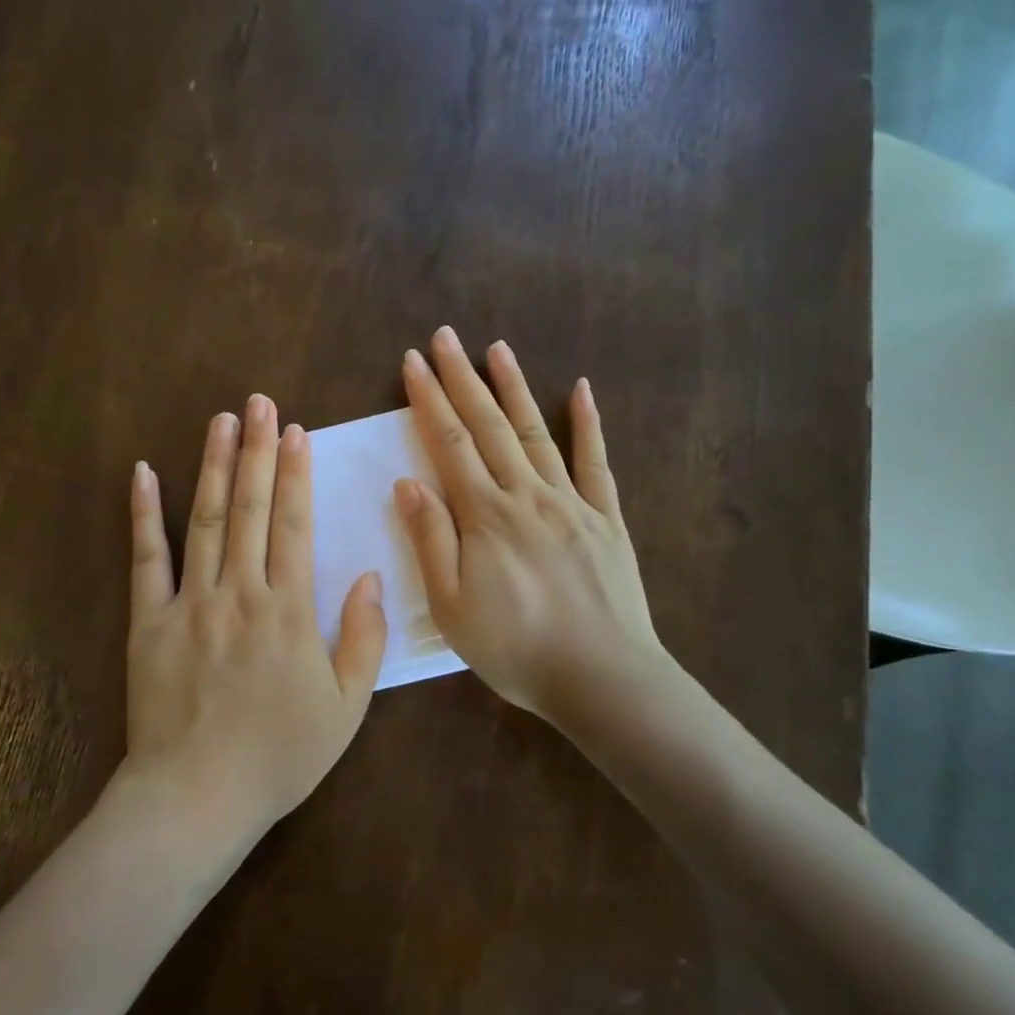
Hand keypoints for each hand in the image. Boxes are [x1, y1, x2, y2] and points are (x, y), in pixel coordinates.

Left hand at [125, 394, 388, 835]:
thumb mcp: (345, 708)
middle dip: (257, 450)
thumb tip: (371, 576)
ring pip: (202, 520)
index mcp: (288, 612)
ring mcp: (188, 603)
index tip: (296, 432)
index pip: (294, 526)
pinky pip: (145, 559)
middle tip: (261, 401)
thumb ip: (363, 639)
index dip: (296, 474)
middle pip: (249, 508)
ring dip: (212, 465)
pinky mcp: (148, 621)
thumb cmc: (278, 756)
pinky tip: (141, 472)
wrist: (196, 798)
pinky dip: (143, 513)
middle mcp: (239, 593)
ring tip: (221, 420)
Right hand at [394, 327, 665, 729]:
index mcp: (485, 516)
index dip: (428, 399)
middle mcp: (527, 495)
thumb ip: (430, 540)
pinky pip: (596, 462)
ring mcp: (572, 502)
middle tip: (444, 337)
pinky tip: (581, 390)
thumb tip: (407, 482)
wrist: (603, 678)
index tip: (412, 362)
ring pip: (536, 432)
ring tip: (496, 348)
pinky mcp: (606, 518)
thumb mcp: (452, 607)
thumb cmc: (516, 648)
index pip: (450, 443)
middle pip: (488, 425)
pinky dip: (588, 423)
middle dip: (462, 378)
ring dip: (514, 387)